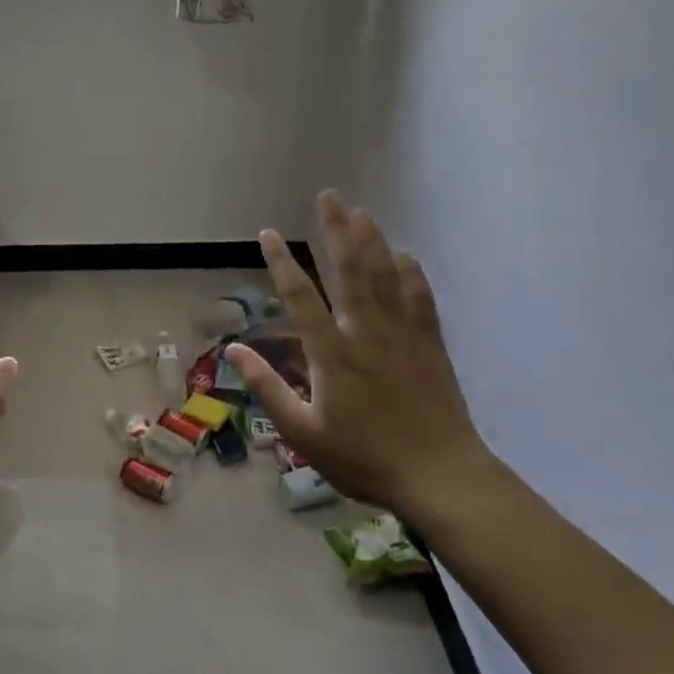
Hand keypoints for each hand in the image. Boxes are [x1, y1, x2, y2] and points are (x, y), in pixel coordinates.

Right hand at [225, 191, 487, 521]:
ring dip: (372, 240)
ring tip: (361, 212)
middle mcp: (366, 331)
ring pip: (385, 275)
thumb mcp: (303, 433)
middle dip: (336, 230)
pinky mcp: (430, 344)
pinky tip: (404, 256)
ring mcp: (402, 334)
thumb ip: (268, 388)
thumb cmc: (364, 458)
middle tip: (329, 196)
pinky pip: (420, 298)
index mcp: (331, 352)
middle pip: (350, 269)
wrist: (440, 476)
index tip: (269, 233)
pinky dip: (410, 273)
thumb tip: (234, 351)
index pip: (300, 296)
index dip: (282, 261)